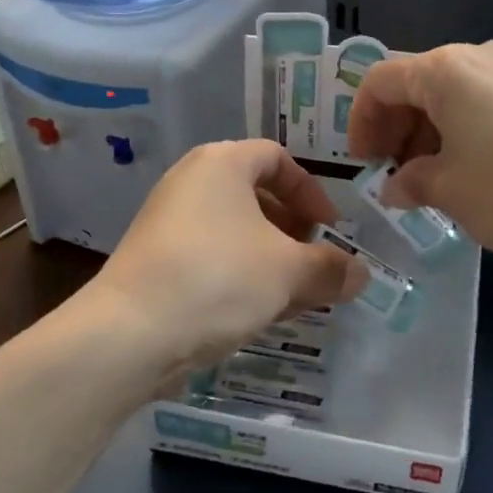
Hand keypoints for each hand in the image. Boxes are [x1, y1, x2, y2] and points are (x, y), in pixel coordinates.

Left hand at [88, 140, 363, 376]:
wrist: (130, 333)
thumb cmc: (219, 279)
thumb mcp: (289, 272)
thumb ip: (331, 269)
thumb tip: (362, 274)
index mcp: (222, 164)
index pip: (278, 159)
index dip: (312, 192)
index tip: (330, 230)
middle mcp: (191, 182)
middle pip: (256, 196)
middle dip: (294, 231)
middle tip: (315, 264)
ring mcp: (168, 222)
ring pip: (235, 232)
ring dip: (271, 259)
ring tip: (295, 296)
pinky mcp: (156, 261)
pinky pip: (212, 257)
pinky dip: (241, 275)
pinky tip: (260, 312)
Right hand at [348, 40, 492, 261]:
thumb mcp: (449, 191)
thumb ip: (411, 182)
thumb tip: (397, 185)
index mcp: (446, 69)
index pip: (381, 82)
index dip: (362, 122)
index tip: (363, 163)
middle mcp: (481, 56)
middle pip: (418, 83)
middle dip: (397, 128)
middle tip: (395, 175)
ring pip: (454, 95)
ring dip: (430, 133)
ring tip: (432, 181)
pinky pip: (487, 103)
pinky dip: (465, 132)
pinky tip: (473, 172)